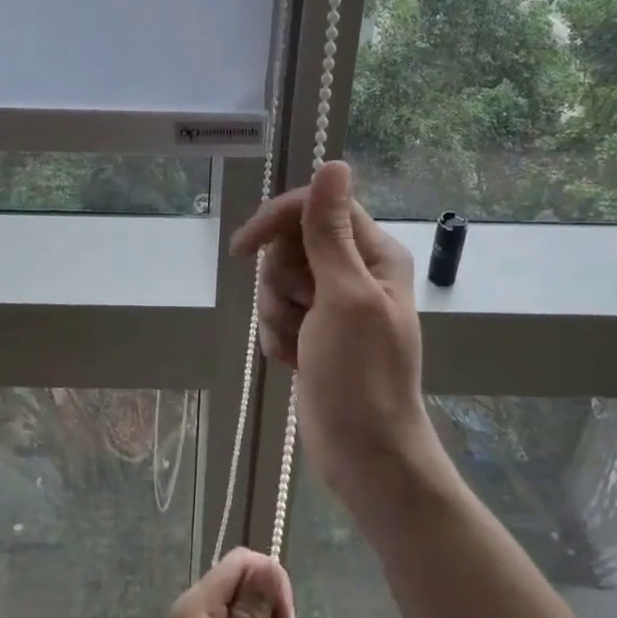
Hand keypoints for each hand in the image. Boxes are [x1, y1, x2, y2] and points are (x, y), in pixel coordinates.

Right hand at [229, 161, 436, 520]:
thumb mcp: (344, 295)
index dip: (276, 221)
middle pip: (290, 244)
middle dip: (280, 282)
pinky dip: (278, 337)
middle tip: (301, 313)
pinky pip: (277, 314)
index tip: (243, 249)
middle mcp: (354, 271)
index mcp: (373, 253)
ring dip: (277, 314)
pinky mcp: (314, 331)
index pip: (315, 207)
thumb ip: (330, 231)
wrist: (363, 453)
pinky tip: (296, 362)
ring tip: (300, 345)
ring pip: (277, 281)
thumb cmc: (361, 374)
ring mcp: (332, 303)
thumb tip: (333, 164)